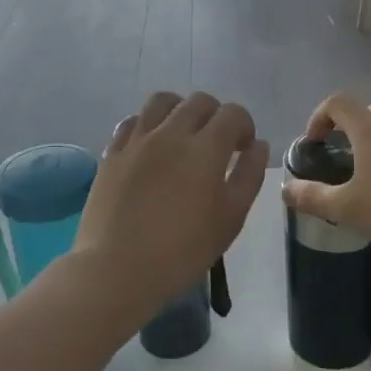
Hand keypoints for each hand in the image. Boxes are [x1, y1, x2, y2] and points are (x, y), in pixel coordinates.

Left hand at [72, 91, 268, 320]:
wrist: (116, 269)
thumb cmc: (182, 251)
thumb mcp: (230, 219)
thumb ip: (249, 176)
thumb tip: (258, 146)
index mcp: (205, 148)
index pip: (233, 114)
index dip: (244, 126)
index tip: (243, 149)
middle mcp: (171, 133)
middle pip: (199, 101)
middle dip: (216, 115)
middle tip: (217, 144)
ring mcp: (137, 140)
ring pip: (162, 101)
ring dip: (180, 110)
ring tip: (182, 135)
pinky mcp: (112, 153)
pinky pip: (132, 121)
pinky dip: (148, 125)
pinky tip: (151, 146)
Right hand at [281, 94, 370, 255]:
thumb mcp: (347, 209)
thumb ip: (313, 197)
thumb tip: (285, 189)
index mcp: (370, 129)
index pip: (337, 102)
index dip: (318, 117)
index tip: (313, 143)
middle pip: (365, 111)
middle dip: (347, 128)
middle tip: (339, 157)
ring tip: (368, 174)